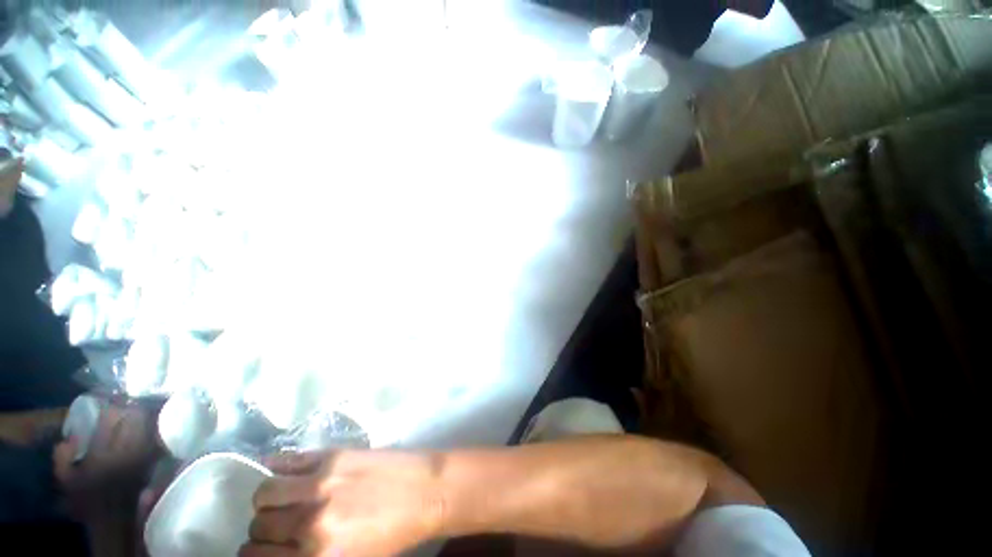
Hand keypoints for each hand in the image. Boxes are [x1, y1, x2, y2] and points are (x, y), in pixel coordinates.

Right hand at [242, 450, 447, 556]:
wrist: (425, 491)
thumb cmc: (392, 534)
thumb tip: (278, 551)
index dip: (257, 553)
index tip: (264, 549)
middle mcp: (310, 523)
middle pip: (259, 526)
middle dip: (265, 528)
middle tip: (281, 524)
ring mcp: (321, 484)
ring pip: (264, 493)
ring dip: (268, 500)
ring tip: (284, 499)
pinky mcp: (333, 456)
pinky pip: (287, 459)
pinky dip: (276, 466)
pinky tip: (282, 472)